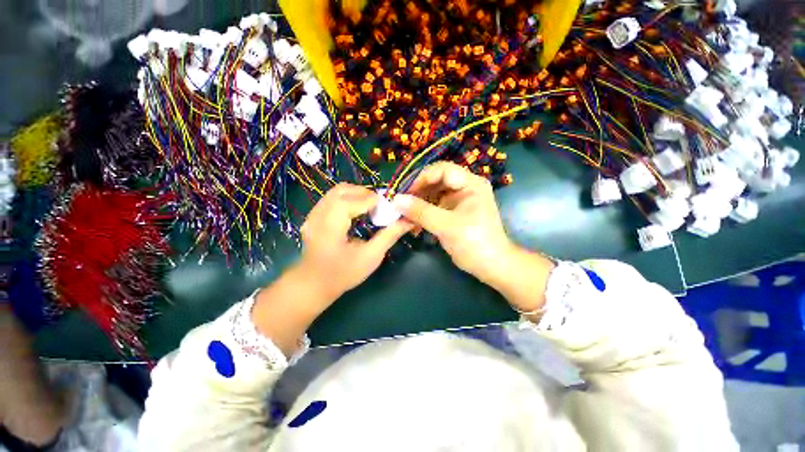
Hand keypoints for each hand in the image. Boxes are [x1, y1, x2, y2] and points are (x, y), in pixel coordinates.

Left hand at [297, 183, 412, 299]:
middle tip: (379, 204)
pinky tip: (357, 211)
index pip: (347, 202)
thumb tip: (408, 221)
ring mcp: (312, 216)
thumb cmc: (343, 274)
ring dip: (356, 194)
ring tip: (371, 206)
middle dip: (363, 193)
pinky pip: (332, 199)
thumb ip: (389, 236)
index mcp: (328, 230)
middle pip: (340, 191)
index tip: (386, 203)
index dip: (368, 199)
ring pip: (336, 192)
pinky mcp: (313, 216)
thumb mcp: (370, 257)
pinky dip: (348, 199)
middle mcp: (316, 218)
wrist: (314, 285)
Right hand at [393, 163, 553, 314]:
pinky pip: (434, 207)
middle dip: (417, 192)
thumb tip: (396, 200)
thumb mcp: (446, 226)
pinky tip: (413, 225)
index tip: (405, 192)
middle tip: (401, 204)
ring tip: (404, 216)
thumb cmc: (474, 242)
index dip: (422, 178)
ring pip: (433, 195)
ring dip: (418, 205)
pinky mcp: (453, 213)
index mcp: (470, 184)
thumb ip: (421, 211)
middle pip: (436, 181)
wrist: (491, 266)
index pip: (442, 170)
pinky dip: (423, 214)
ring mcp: (459, 201)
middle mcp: (465, 188)